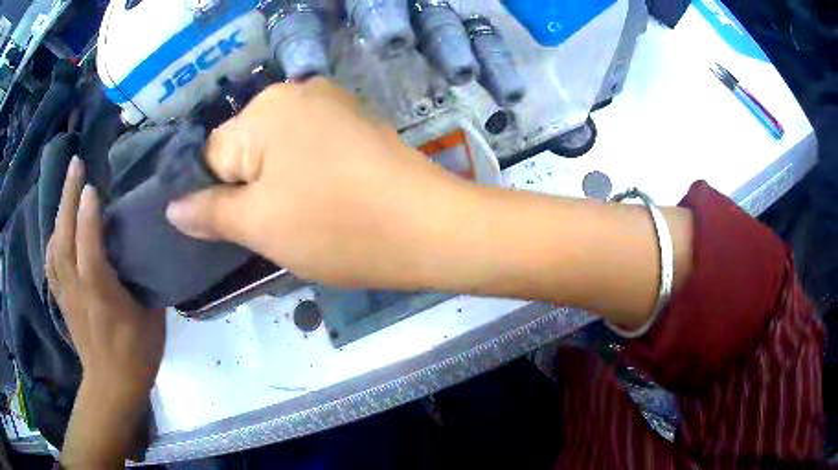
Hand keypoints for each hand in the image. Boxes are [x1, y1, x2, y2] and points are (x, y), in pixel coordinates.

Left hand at [46, 157, 165, 396]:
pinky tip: (58, 227)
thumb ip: (143, 280)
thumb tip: (143, 248)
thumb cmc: (137, 354)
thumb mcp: (151, 318)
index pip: (89, 248)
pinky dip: (53, 237)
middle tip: (76, 164)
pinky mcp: (61, 298)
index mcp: (101, 295)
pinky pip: (51, 261)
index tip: (92, 184)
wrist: (111, 386)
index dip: (88, 215)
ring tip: (68, 187)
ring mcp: (65, 292)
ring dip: (59, 211)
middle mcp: (77, 288)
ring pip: (55, 245)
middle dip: (68, 197)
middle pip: (65, 237)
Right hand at [166, 78, 478, 288]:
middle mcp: (296, 92)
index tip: (251, 225)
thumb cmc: (338, 226)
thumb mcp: (261, 225)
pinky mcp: (357, 122)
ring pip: (278, 152)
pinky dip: (310, 176)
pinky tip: (331, 199)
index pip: (213, 156)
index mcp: (265, 108)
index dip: (223, 196)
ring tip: (310, 217)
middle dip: (253, 190)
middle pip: (246, 151)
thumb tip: (172, 208)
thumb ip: (209, 213)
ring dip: (281, 186)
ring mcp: (332, 104)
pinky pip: (310, 150)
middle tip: (283, 225)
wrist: (429, 228)